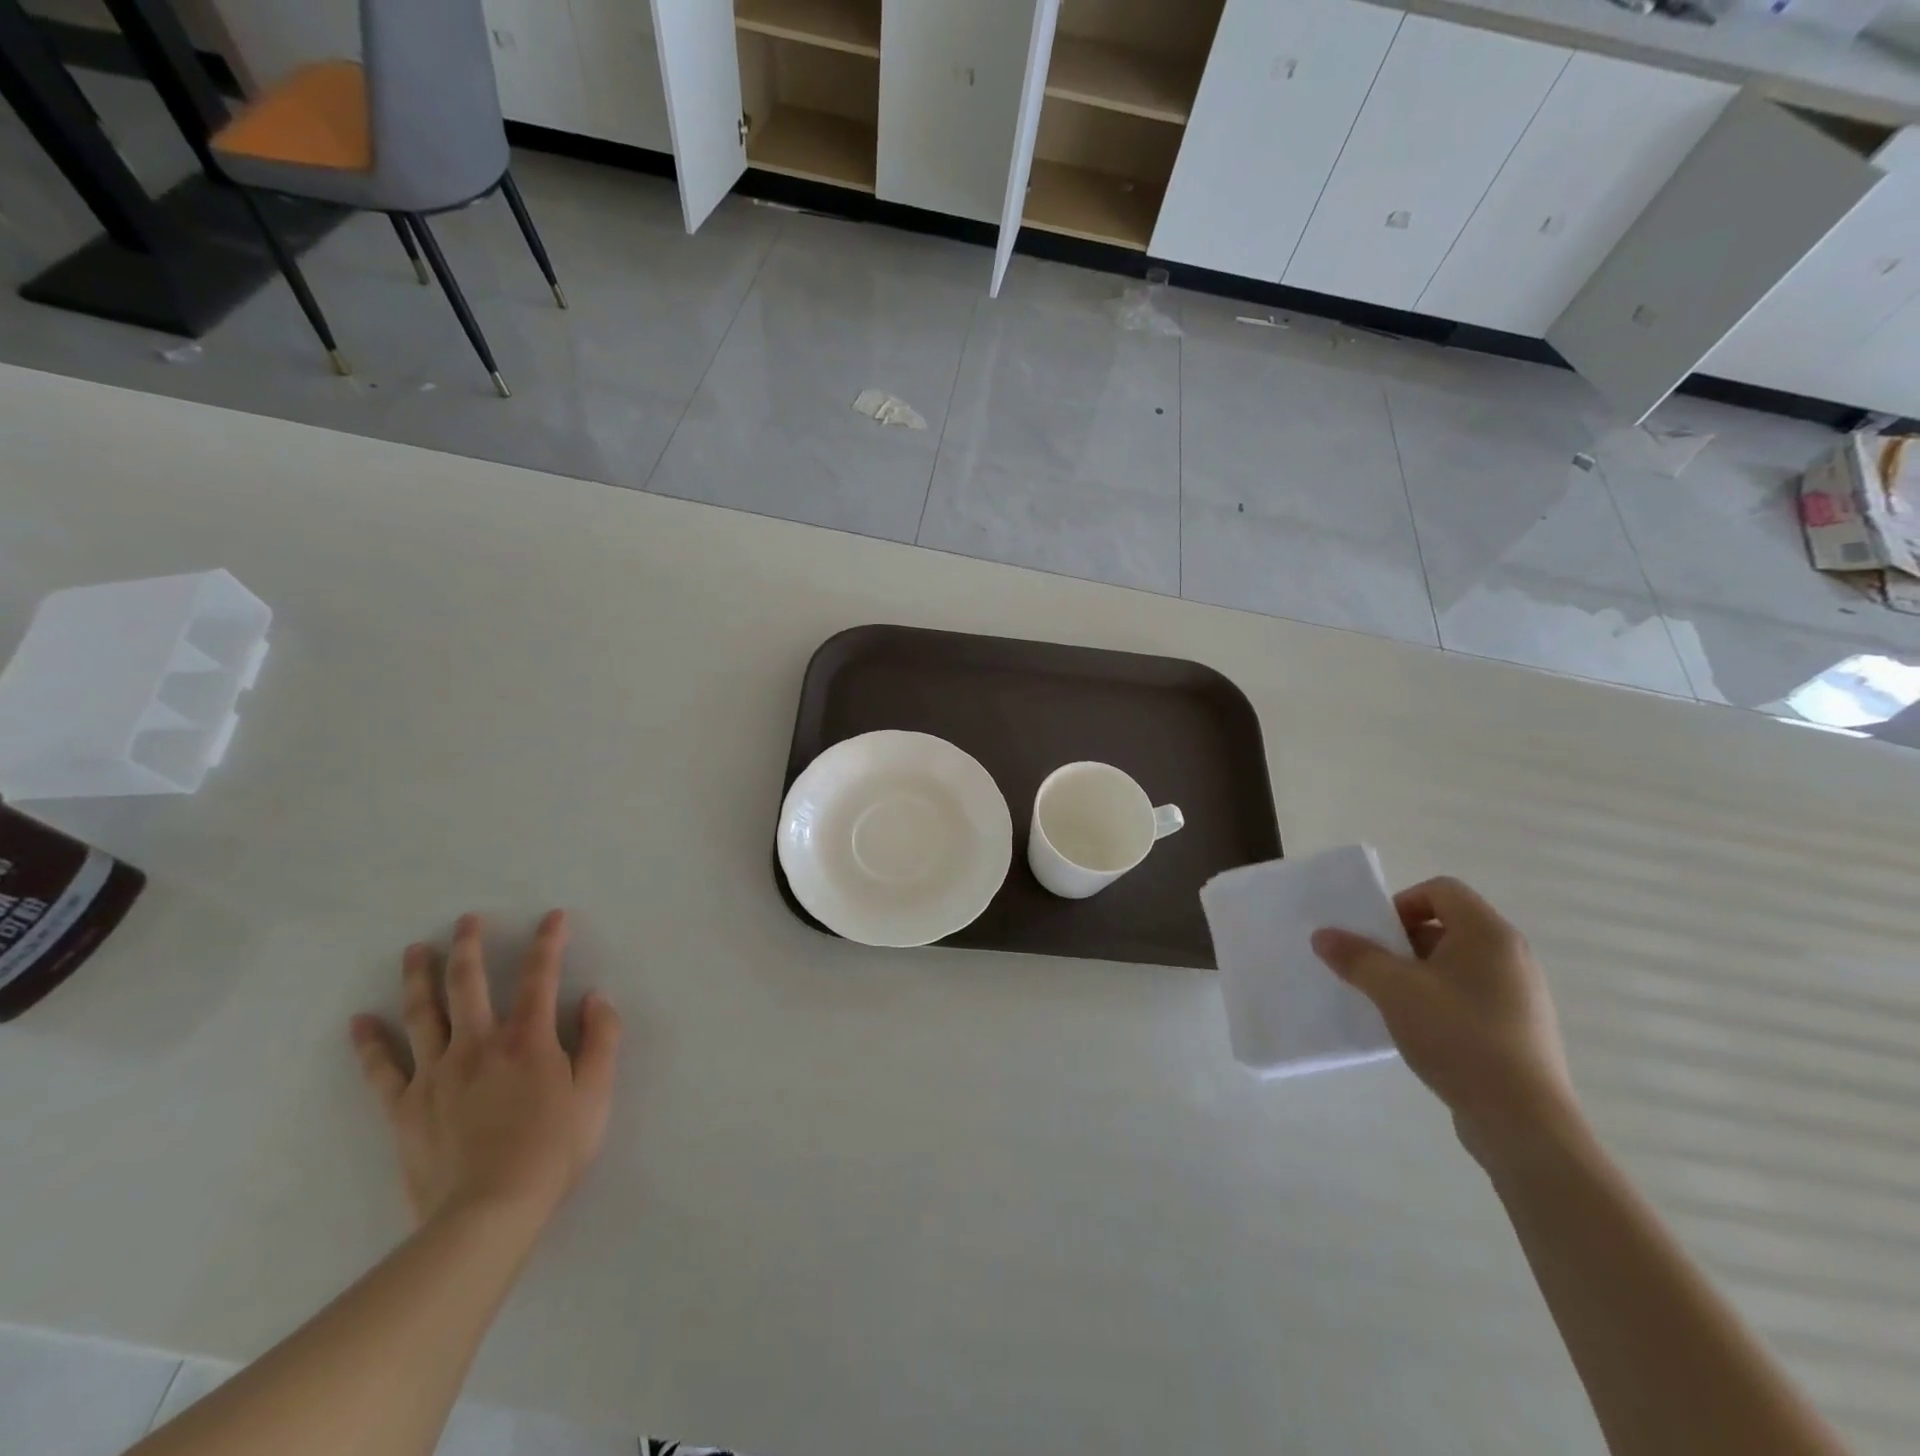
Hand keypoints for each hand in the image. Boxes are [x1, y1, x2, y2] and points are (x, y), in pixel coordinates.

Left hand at [349, 910, 622, 1229]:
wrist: (488, 1213)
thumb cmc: (553, 1150)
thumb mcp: (597, 1093)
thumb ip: (601, 1039)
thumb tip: (594, 998)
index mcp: (528, 1039)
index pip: (540, 976)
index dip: (549, 942)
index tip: (553, 916)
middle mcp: (478, 1044)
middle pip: (468, 983)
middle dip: (469, 946)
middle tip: (466, 920)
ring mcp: (436, 1074)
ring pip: (422, 1013)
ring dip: (419, 977)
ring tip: (415, 951)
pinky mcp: (405, 1108)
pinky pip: (382, 1069)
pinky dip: (370, 1043)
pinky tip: (360, 1022)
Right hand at [1311, 877, 1582, 1163]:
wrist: (1522, 1120)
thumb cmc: (1458, 1036)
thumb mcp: (1392, 990)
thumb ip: (1355, 956)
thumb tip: (1323, 935)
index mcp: (1488, 934)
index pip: (1441, 890)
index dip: (1402, 904)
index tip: (1379, 938)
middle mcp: (1511, 956)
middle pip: (1448, 925)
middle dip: (1404, 942)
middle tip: (1378, 970)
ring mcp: (1521, 994)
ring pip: (1457, 963)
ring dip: (1419, 973)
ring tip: (1394, 1003)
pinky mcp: (1520, 1028)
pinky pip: (1472, 995)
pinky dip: (1441, 1000)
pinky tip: (1422, 1031)